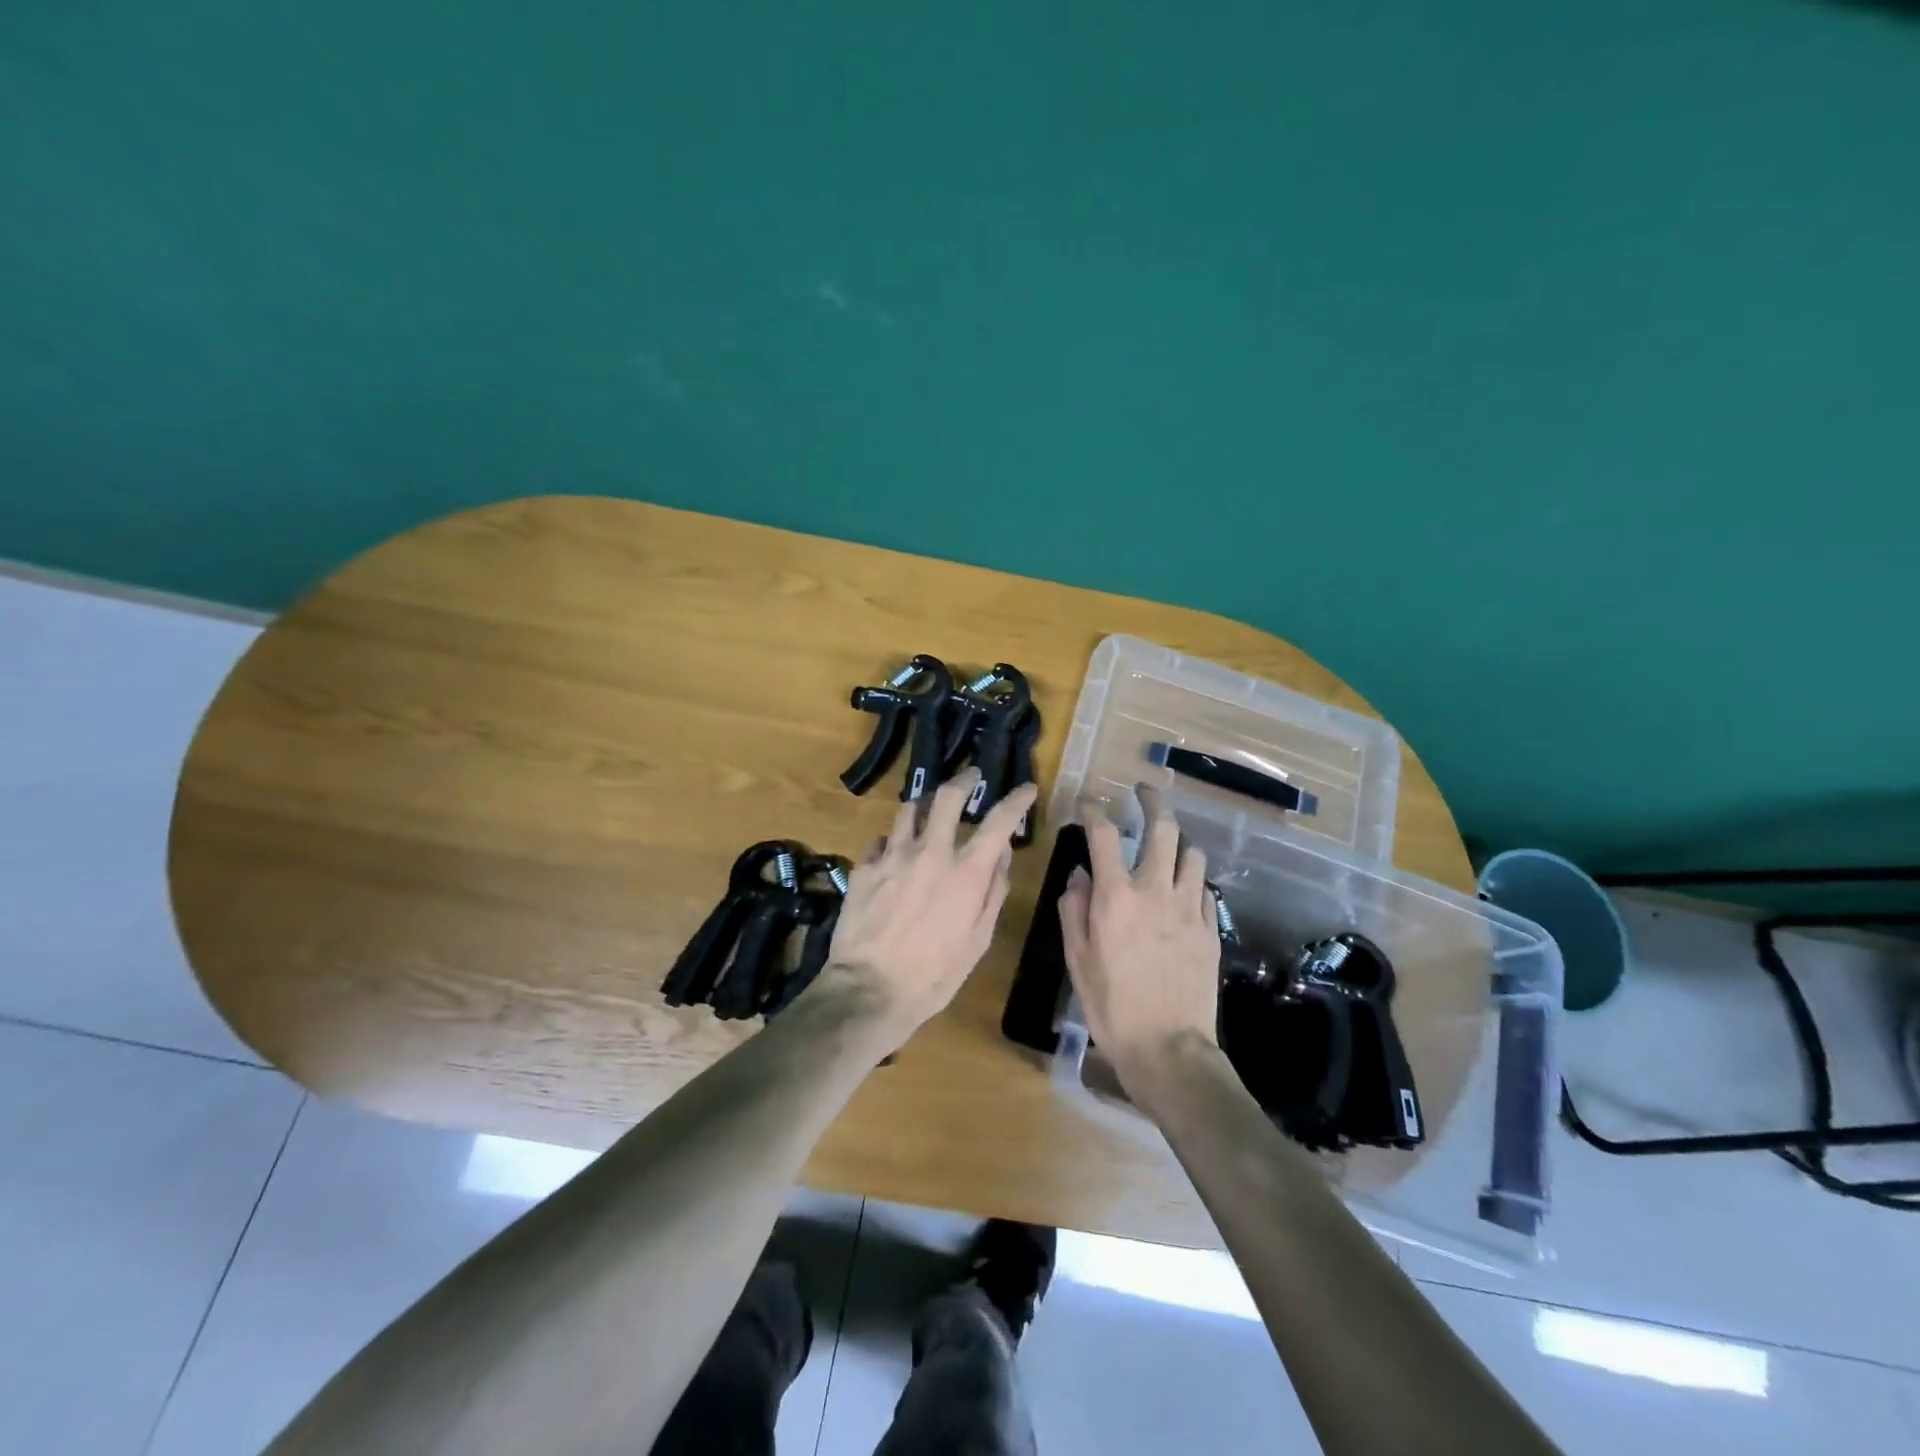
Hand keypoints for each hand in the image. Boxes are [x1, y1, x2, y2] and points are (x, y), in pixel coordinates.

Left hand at [824, 769, 1038, 1052]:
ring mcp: (893, 856)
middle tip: (971, 777)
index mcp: (966, 872)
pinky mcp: (864, 867)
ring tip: (929, 810)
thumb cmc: (934, 975)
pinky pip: (881, 840)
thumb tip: (1002, 854)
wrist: (869, 991)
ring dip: (924, 806)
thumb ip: (993, 892)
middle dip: (963, 779)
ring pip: (909, 810)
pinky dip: (894, 841)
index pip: (999, 821)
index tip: (1026, 789)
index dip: (1016, 799)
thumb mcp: (978, 940)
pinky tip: (894, 852)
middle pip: (946, 796)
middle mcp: (930, 852)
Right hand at [1057, 786, 1221, 1094]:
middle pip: (1163, 828)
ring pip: (1191, 853)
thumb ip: (1074, 909)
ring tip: (1167, 841)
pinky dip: (1191, 878)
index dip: (1094, 810)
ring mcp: (1189, 907)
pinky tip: (1183, 887)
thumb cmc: (1111, 1007)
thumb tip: (1079, 875)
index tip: (1089, 803)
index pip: (1104, 834)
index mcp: (1116, 897)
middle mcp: (1155, 890)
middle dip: (1152, 800)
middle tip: (1143, 792)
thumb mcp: (1076, 959)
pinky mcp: (1210, 928)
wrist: (1168, 1049)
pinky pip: (1204, 888)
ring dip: (1177, 839)